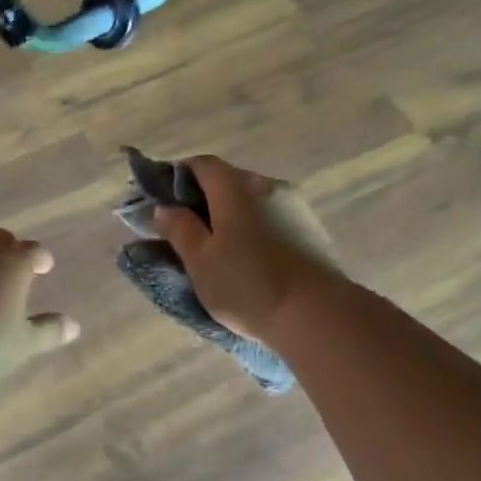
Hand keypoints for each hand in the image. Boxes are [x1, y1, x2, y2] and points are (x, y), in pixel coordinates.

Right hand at [153, 156, 342, 343]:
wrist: (318, 315)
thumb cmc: (247, 284)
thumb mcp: (199, 260)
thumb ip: (179, 228)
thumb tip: (165, 208)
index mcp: (235, 186)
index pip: (200, 164)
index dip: (177, 177)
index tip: (162, 202)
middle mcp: (267, 185)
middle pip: (227, 181)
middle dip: (203, 200)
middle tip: (185, 231)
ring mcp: (295, 206)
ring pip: (251, 201)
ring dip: (231, 216)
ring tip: (218, 250)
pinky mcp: (312, 229)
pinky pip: (271, 218)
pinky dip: (254, 229)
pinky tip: (249, 259)